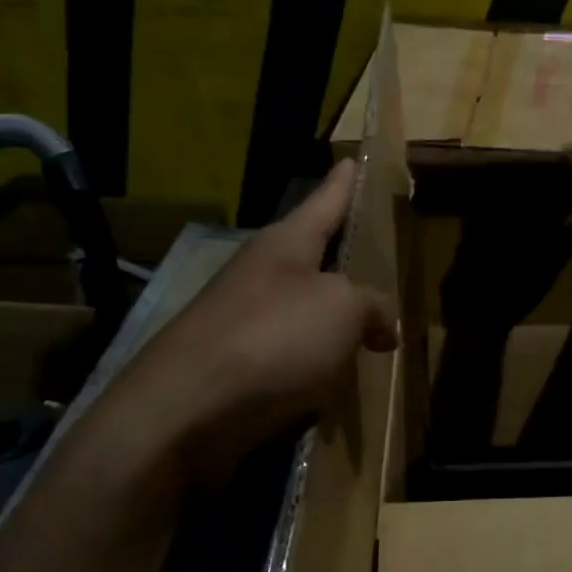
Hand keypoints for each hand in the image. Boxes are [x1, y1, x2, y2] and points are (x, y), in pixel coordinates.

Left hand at [85, 159, 397, 491]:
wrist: (185, 413)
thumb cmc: (273, 339)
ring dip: (336, 316)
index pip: (326, 199)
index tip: (353, 158)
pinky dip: (320, 361)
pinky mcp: (238, 367)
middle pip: (314, 255)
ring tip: (376, 326)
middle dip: (345, 256)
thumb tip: (385, 326)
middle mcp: (262, 274)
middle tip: (382, 255)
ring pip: (305, 308)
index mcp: (286, 243)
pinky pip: (294, 353)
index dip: (345, 181)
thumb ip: (373, 306)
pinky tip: (341, 376)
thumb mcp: (342, 309)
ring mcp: (246, 321)